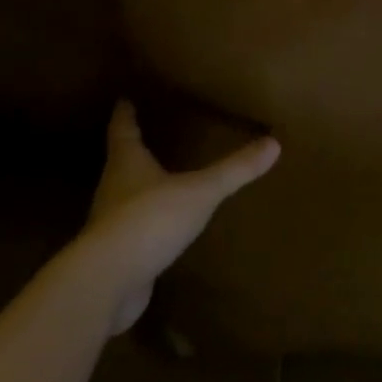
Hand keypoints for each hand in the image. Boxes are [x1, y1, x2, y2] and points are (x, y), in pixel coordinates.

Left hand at [78, 100, 279, 332]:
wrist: (107, 283)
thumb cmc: (150, 220)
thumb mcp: (200, 191)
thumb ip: (234, 170)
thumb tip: (274, 142)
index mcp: (127, 164)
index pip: (123, 131)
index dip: (125, 114)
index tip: (124, 99)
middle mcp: (114, 189)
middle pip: (121, 163)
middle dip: (133, 150)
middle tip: (149, 135)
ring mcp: (111, 225)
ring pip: (125, 197)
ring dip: (140, 188)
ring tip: (161, 180)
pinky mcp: (116, 256)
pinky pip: (134, 231)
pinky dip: (147, 225)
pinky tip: (164, 228)